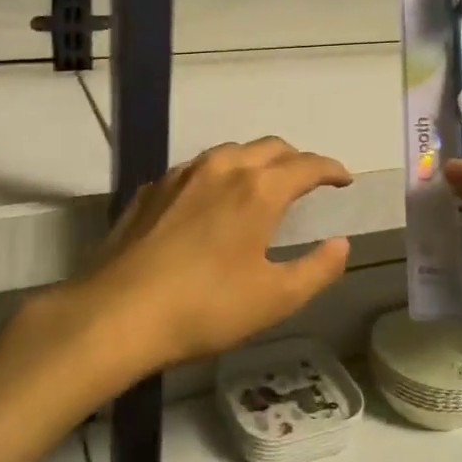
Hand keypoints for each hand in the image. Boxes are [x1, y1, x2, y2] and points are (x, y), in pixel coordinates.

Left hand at [59, 137, 352, 377]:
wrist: (117, 313)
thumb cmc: (205, 308)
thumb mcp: (275, 299)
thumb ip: (317, 269)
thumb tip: (341, 244)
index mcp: (258, 189)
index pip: (307, 165)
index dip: (331, 169)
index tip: (344, 179)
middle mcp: (222, 168)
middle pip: (270, 147)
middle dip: (296, 159)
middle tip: (309, 180)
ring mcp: (181, 175)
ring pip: (230, 152)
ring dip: (256, 161)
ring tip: (263, 184)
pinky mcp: (151, 189)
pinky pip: (196, 169)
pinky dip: (219, 175)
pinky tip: (212, 200)